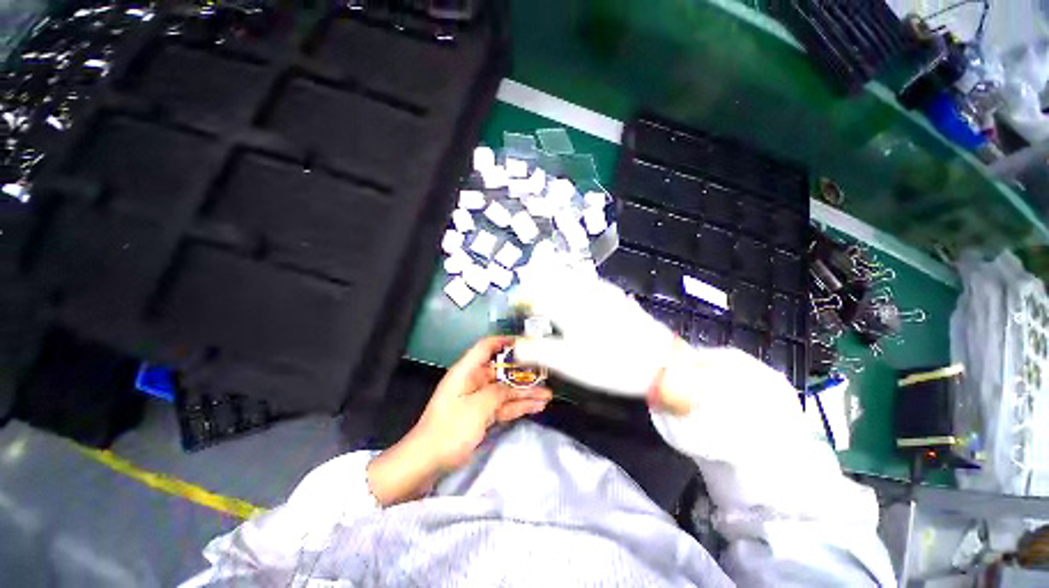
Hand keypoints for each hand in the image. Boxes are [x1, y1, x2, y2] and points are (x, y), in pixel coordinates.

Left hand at [367, 337, 551, 505]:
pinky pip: (503, 406)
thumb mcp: (478, 407)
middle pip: (501, 371)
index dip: (505, 341)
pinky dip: (518, 406)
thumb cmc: (450, 429)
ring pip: (505, 391)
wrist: (426, 462)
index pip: (486, 347)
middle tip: (545, 374)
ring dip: (525, 393)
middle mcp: (473, 381)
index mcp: (466, 371)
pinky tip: (536, 406)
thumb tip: (513, 386)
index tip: (526, 343)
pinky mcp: (481, 415)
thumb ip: (499, 392)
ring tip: (547, 395)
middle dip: (522, 373)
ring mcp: (478, 399)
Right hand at [512, 265, 679, 399]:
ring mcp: (601, 291)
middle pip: (552, 278)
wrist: (660, 362)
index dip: (521, 298)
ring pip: (570, 275)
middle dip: (535, 280)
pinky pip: (587, 280)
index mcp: (567, 308)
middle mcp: (581, 293)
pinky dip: (574, 279)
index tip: (513, 304)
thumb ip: (538, 352)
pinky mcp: (615, 295)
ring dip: (554, 276)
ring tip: (545, 282)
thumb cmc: (609, 363)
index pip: (536, 295)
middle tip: (527, 288)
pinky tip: (576, 284)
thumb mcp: (568, 363)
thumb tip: (514, 347)